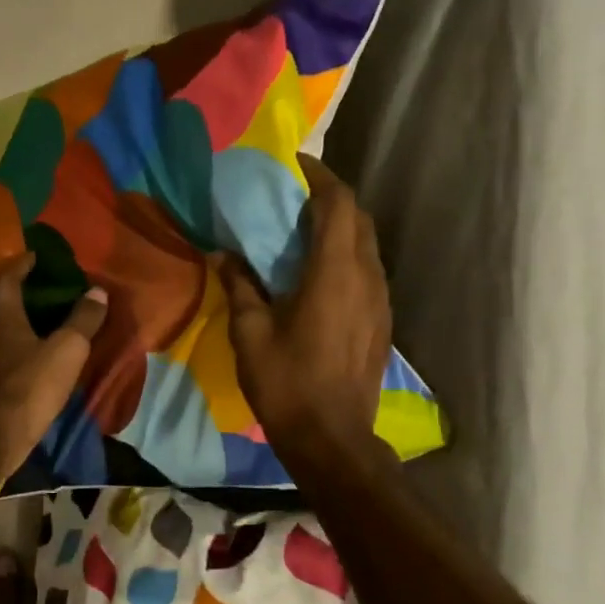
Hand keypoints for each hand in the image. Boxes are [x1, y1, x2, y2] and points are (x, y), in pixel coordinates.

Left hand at [0, 253, 107, 474]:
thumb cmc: (31, 386)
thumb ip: (83, 320)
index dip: (18, 266)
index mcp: (2, 321)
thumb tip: (97, 291)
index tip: (31, 258)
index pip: (5, 282)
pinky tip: (17, 377)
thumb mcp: (68, 350)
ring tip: (20, 346)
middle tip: (20, 311)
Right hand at [222, 154, 392, 466]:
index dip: (319, 176)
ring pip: (367, 244)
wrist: (333, 440)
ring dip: (340, 226)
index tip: (294, 164)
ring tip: (303, 228)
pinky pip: (368, 269)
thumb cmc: (287, 383)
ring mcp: (380, 300)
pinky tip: (319, 271)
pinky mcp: (381, 321)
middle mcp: (367, 277)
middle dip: (330, 197)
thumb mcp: (250, 333)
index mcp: (336, 272)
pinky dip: (346, 254)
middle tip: (293, 195)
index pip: (338, 203)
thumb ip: (240, 286)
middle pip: (359, 218)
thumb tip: (223, 254)